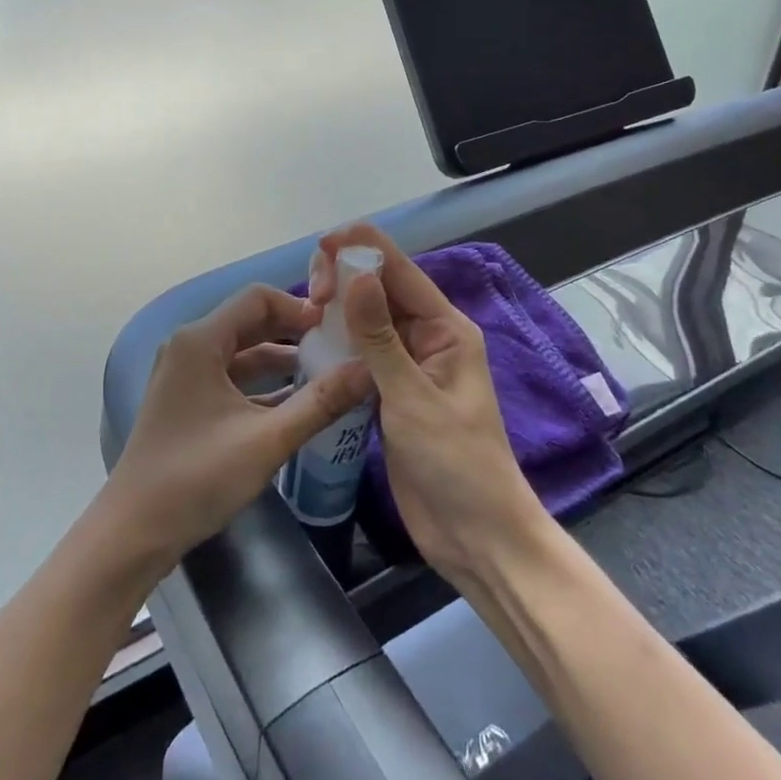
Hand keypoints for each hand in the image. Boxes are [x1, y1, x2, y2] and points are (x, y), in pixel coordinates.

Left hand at [97, 285, 371, 582]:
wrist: (134, 532)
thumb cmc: (197, 477)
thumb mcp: (267, 440)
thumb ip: (320, 402)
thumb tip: (369, 369)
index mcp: (200, 340)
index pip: (257, 298)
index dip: (299, 306)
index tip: (337, 325)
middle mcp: (190, 346)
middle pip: (250, 322)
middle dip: (294, 331)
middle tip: (340, 345)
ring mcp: (185, 374)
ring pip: (242, 352)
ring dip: (281, 360)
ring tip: (328, 372)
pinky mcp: (187, 400)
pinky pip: (231, 377)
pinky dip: (263, 384)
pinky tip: (298, 402)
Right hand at [309, 224, 545, 583]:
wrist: (476, 536)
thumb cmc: (456, 463)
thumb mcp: (413, 398)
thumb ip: (380, 337)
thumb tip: (355, 275)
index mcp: (446, 329)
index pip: (401, 272)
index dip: (363, 249)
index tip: (322, 242)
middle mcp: (427, 338)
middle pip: (382, 290)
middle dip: (347, 279)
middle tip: (310, 293)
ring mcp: (408, 366)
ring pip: (368, 320)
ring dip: (339, 308)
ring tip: (304, 308)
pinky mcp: (390, 392)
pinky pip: (361, 352)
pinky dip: (338, 341)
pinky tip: (311, 340)